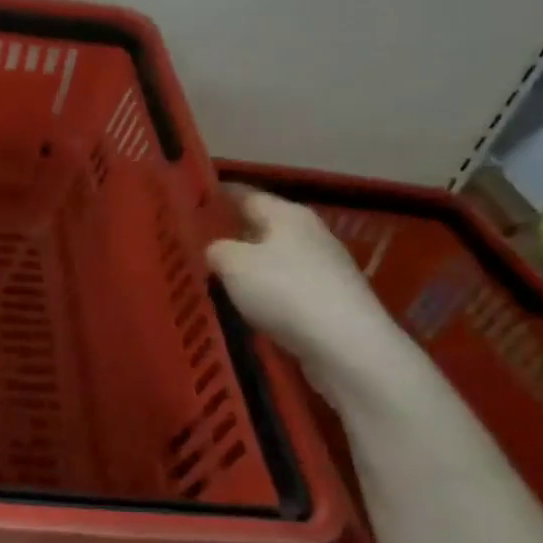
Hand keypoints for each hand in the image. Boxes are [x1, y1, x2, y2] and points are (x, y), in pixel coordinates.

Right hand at [206, 186, 403, 383]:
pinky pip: (289, 288)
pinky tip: (250, 307)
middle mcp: (311, 234)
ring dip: (252, 266)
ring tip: (219, 277)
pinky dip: (268, 293)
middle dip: (235, 233)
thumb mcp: (232, 264)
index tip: (194, 201)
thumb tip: (217, 250)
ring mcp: (327, 269)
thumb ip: (216, 249)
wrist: (347, 347)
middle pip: (265, 226)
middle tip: (199, 243)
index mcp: (287, 214)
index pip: (247, 194)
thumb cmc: (284, 291)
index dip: (219, 196)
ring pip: (277, 259)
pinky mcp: (333, 302)